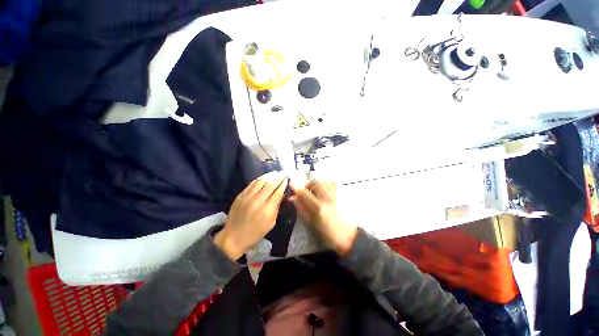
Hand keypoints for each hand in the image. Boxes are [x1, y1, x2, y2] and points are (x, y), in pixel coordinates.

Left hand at [214, 172, 288, 260]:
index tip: (287, 179)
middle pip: (270, 185)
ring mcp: (247, 197)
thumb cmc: (255, 233)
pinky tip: (264, 177)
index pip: (277, 192)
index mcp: (266, 211)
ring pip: (260, 181)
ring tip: (275, 173)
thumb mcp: (271, 223)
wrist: (233, 237)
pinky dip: (260, 179)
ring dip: (269, 175)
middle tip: (283, 173)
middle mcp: (257, 201)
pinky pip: (252, 184)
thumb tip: (281, 194)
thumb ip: (276, 207)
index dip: (283, 184)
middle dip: (278, 177)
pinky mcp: (240, 195)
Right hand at [291, 180, 356, 255]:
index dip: (296, 188)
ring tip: (315, 192)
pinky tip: (323, 193)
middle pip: (316, 182)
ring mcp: (336, 196)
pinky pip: (332, 185)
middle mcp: (327, 198)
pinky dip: (326, 185)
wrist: (348, 237)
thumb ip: (301, 209)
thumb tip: (292, 199)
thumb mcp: (311, 223)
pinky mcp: (341, 196)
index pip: (305, 192)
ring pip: (325, 181)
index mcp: (318, 207)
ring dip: (318, 184)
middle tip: (305, 191)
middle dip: (309, 184)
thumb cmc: (327, 233)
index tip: (291, 186)